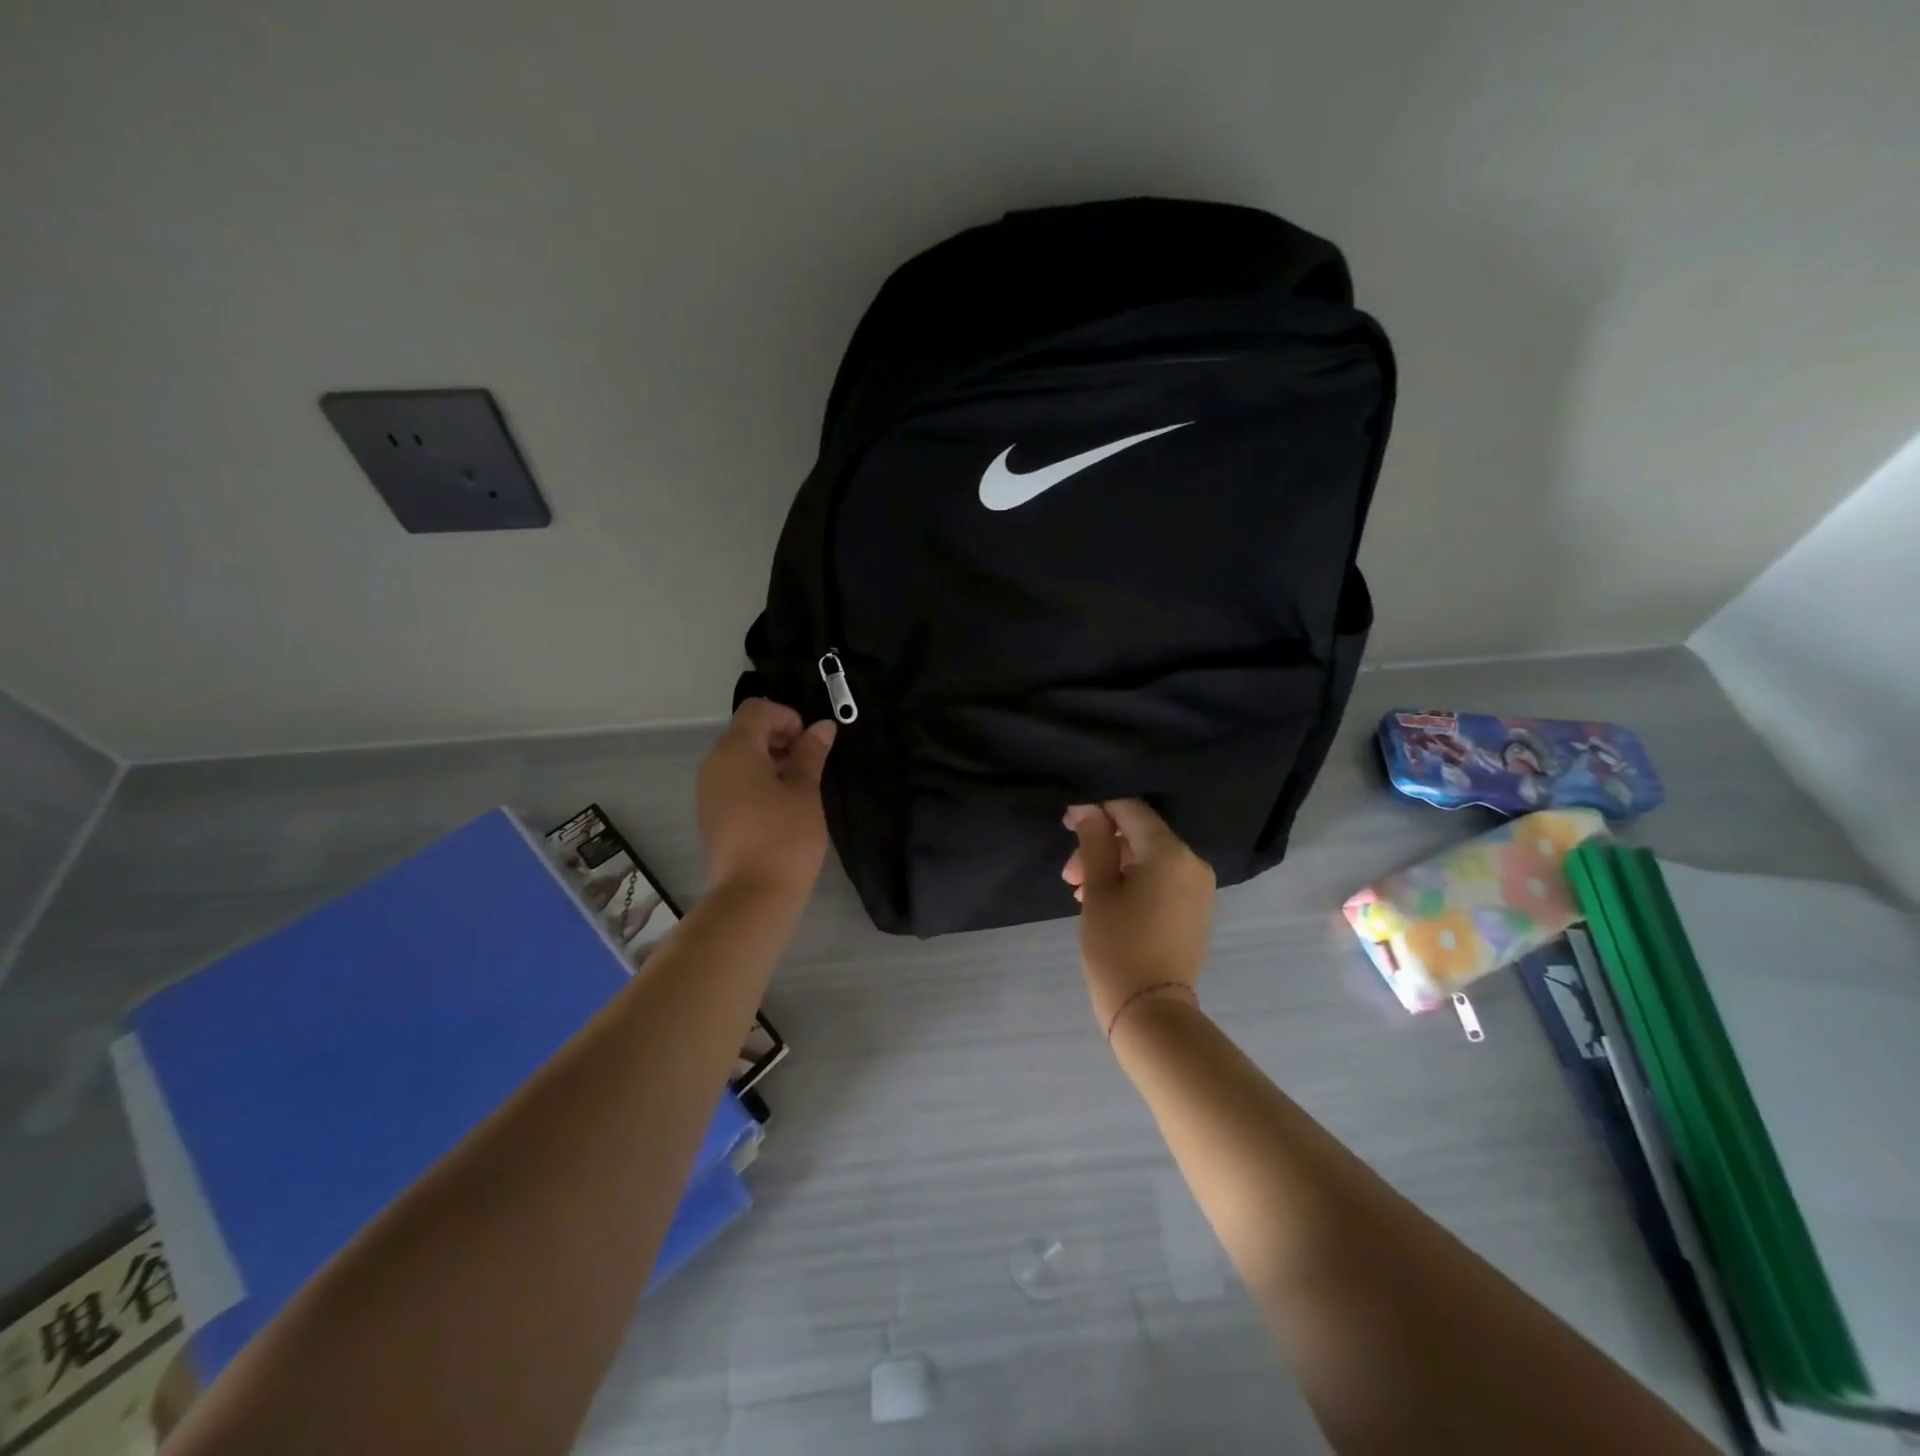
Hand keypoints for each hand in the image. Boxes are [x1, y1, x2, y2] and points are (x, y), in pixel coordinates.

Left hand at [698, 699, 836, 898]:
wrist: (752, 895)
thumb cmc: (784, 837)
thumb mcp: (805, 791)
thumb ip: (811, 754)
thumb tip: (823, 726)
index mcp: (735, 750)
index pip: (757, 709)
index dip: (787, 716)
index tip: (810, 743)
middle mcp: (715, 763)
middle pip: (746, 731)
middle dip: (780, 738)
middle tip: (809, 764)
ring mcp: (709, 790)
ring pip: (740, 757)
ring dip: (770, 760)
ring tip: (799, 787)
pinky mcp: (711, 813)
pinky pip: (734, 781)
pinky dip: (757, 781)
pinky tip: (781, 806)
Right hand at [1062, 799, 1214, 1031]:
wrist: (1151, 1012)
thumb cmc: (1117, 946)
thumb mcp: (1098, 890)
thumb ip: (1094, 842)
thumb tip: (1088, 808)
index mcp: (1171, 852)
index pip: (1131, 810)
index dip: (1097, 809)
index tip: (1067, 823)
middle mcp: (1193, 862)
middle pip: (1140, 835)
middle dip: (1102, 845)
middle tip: (1069, 872)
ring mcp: (1199, 887)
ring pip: (1149, 859)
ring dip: (1113, 866)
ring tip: (1080, 892)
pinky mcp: (1195, 909)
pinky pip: (1161, 880)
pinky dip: (1133, 882)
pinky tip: (1103, 901)